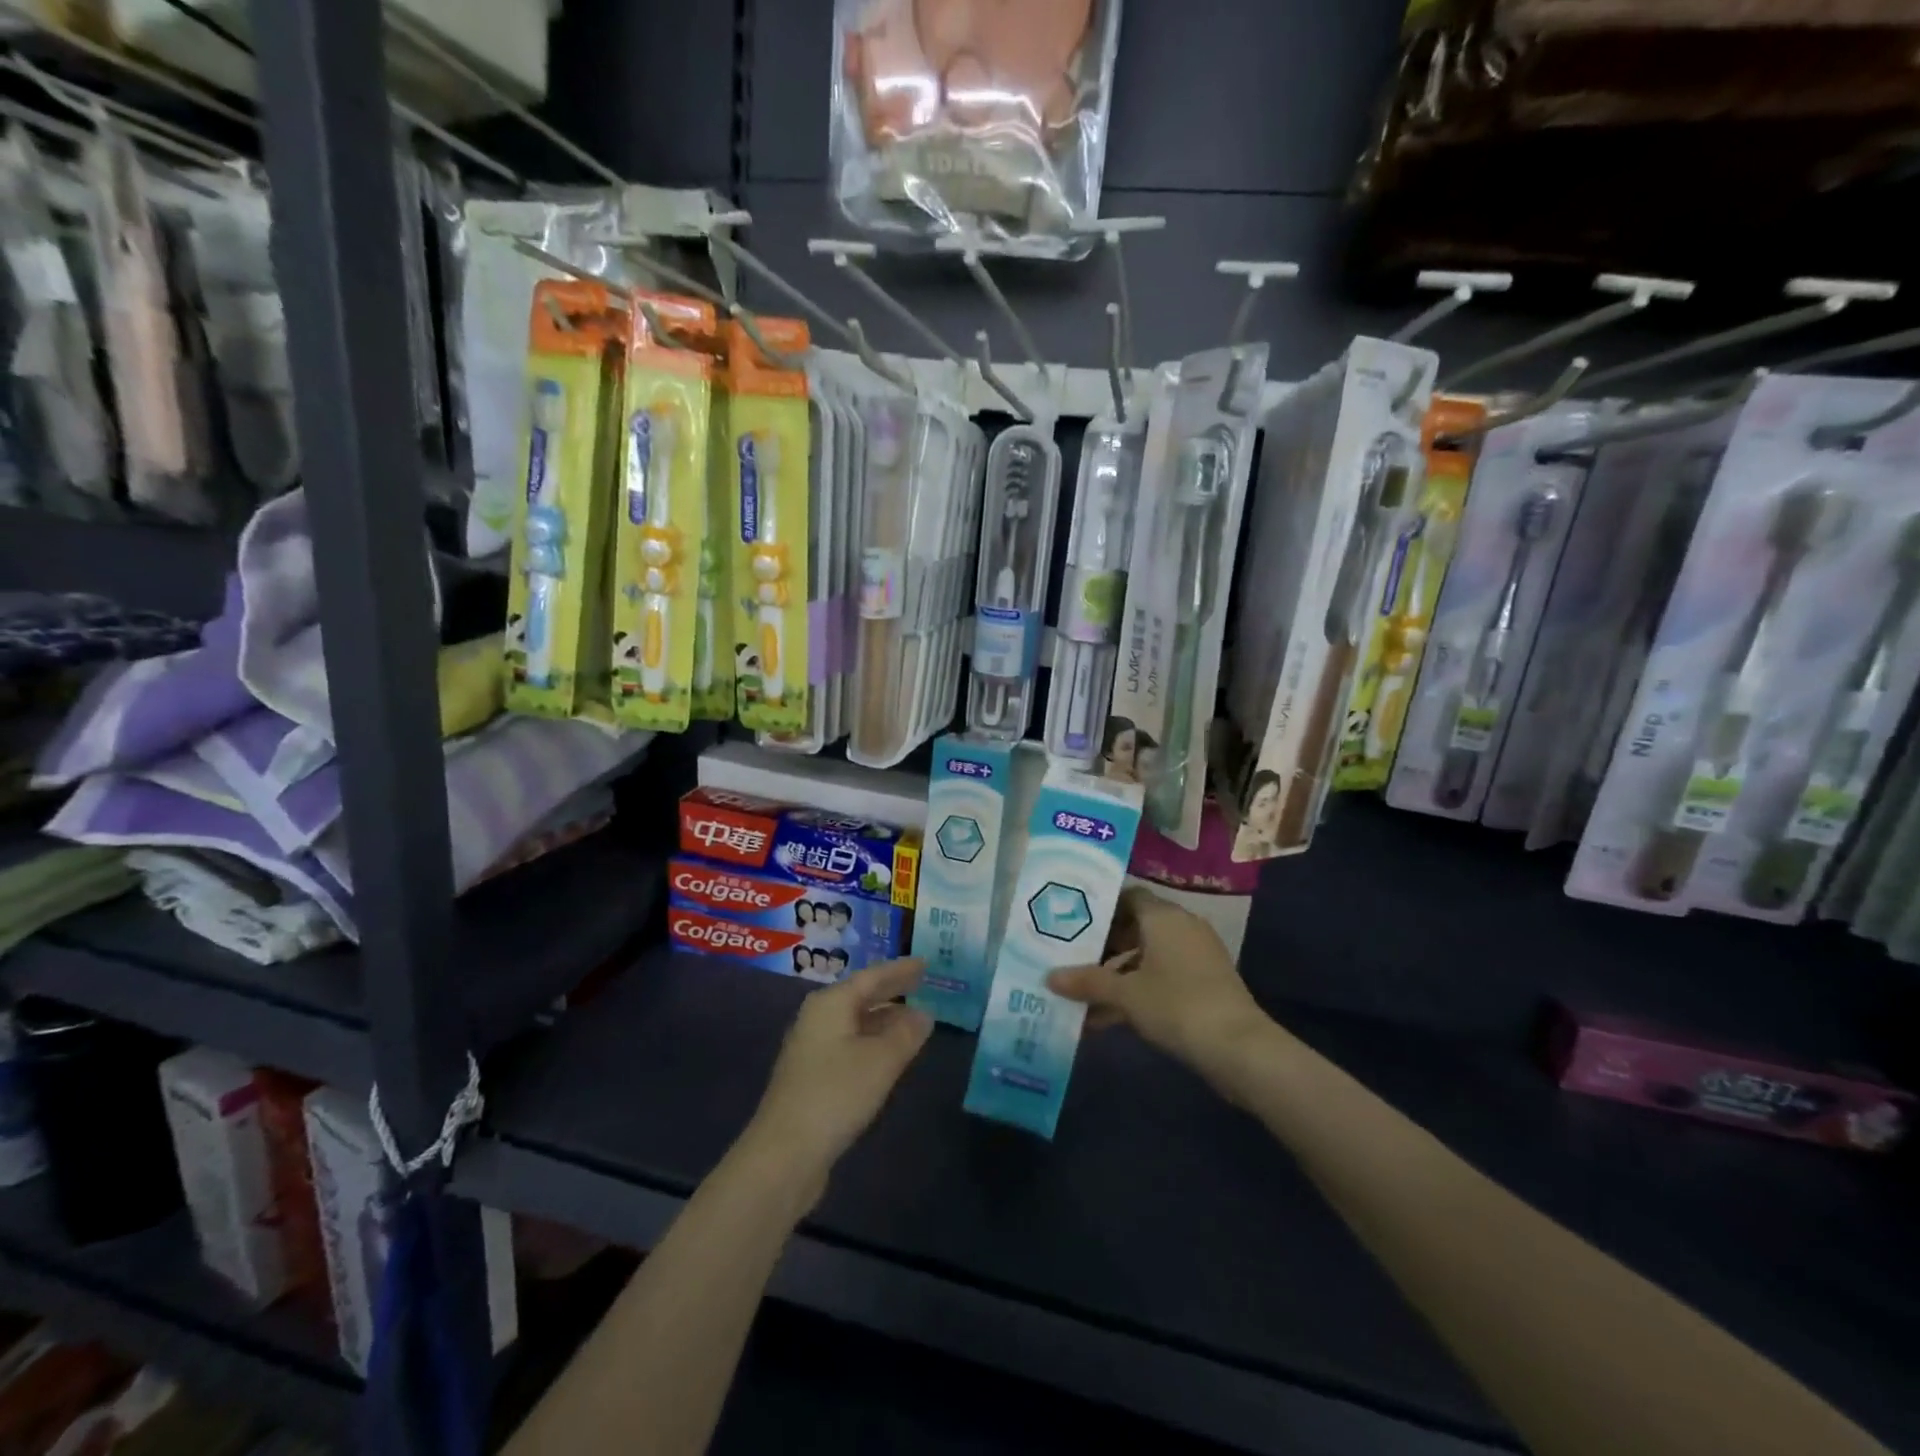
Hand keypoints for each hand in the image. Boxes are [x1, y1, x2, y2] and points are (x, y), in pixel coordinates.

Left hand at [742, 958, 932, 1196]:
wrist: (784, 1154)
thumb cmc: (836, 1094)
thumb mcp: (881, 1061)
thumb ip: (906, 1034)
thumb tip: (924, 1014)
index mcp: (830, 1004)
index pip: (872, 976)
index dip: (900, 970)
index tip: (925, 963)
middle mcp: (818, 1018)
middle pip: (860, 996)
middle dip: (891, 991)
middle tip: (922, 983)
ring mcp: (812, 1048)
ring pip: (855, 1022)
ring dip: (884, 1019)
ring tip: (914, 1019)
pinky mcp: (812, 1077)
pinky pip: (850, 1044)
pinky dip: (873, 1042)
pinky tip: (889, 1054)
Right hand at [1047, 888, 1270, 1085]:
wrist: (1240, 1049)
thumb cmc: (1177, 1005)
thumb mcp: (1125, 994)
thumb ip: (1087, 982)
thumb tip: (1049, 977)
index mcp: (1163, 917)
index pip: (1127, 896)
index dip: (1100, 907)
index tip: (1072, 922)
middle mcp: (1182, 927)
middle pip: (1135, 927)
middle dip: (1103, 946)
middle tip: (1071, 959)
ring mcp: (1197, 956)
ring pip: (1147, 956)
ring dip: (1118, 974)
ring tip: (1084, 996)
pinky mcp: (1205, 984)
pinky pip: (1163, 977)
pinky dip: (1138, 991)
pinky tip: (1108, 1019)